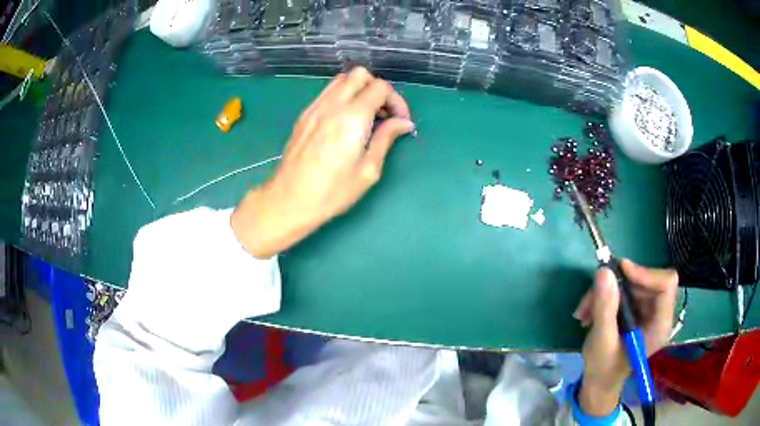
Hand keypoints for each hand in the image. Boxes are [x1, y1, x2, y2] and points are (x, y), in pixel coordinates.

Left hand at [231, 68, 414, 257]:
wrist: (289, 200)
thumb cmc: (332, 192)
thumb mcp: (368, 170)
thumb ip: (386, 139)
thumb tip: (404, 123)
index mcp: (352, 118)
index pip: (380, 87)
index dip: (396, 101)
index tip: (400, 121)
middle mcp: (333, 105)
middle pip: (360, 74)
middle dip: (378, 89)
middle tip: (383, 114)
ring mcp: (315, 107)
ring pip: (342, 80)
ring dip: (359, 90)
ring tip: (365, 116)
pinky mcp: (304, 115)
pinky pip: (327, 92)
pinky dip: (342, 96)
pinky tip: (345, 120)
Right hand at [573, 259, 677, 415]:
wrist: (598, 383)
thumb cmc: (603, 369)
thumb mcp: (601, 341)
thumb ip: (605, 307)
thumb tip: (603, 271)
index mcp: (660, 325)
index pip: (666, 284)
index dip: (646, 274)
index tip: (621, 271)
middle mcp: (658, 313)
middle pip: (646, 280)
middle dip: (618, 285)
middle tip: (592, 297)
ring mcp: (647, 310)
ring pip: (632, 283)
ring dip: (606, 292)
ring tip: (585, 310)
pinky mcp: (636, 309)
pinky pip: (624, 290)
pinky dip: (605, 297)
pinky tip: (589, 312)